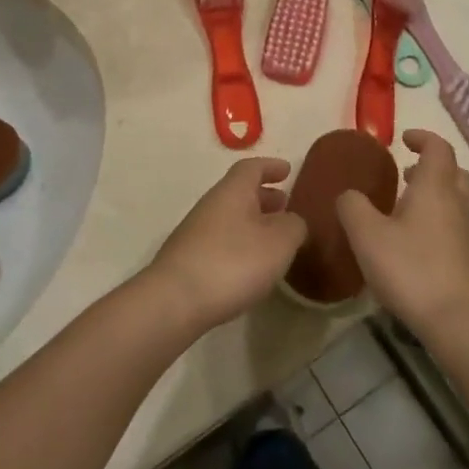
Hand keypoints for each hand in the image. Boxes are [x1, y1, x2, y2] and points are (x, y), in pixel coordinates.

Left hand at [143, 158, 306, 335]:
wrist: (175, 300)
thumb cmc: (234, 262)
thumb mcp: (279, 242)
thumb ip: (293, 226)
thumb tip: (292, 221)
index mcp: (233, 191)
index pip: (252, 168)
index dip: (270, 167)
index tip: (287, 170)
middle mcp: (211, 205)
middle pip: (239, 192)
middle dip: (263, 196)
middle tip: (284, 205)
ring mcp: (195, 232)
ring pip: (230, 217)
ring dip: (253, 222)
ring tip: (273, 239)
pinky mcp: (188, 259)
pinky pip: (221, 240)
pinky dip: (240, 243)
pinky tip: (250, 266)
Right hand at [336, 130, 468, 339]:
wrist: (458, 321)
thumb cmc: (410, 268)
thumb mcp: (367, 235)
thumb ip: (353, 207)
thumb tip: (349, 194)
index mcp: (435, 188)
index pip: (438, 148)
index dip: (422, 138)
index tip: (403, 140)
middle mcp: (458, 204)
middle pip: (454, 173)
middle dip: (432, 167)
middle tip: (407, 174)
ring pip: (457, 202)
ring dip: (436, 197)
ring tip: (406, 210)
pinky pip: (457, 229)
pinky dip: (439, 224)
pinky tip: (417, 246)